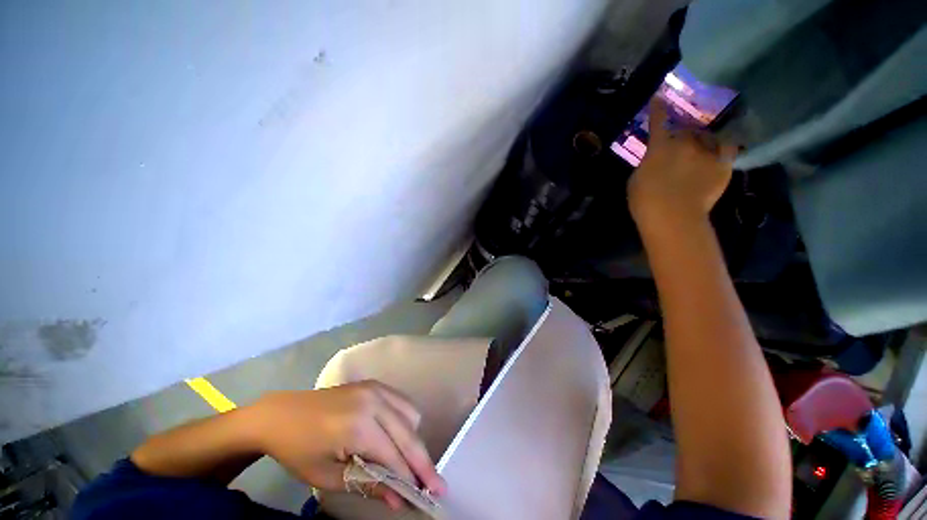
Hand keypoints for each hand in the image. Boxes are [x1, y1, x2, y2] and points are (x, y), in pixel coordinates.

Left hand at [249, 381, 445, 509]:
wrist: (282, 414)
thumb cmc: (299, 449)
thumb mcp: (327, 476)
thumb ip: (367, 484)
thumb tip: (399, 500)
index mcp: (358, 426)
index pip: (394, 455)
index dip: (410, 478)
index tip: (427, 497)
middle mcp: (374, 401)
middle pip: (408, 433)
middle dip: (423, 461)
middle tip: (436, 484)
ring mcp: (376, 388)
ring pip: (411, 413)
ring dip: (415, 439)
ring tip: (412, 462)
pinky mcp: (376, 384)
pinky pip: (402, 401)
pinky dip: (407, 420)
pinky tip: (402, 435)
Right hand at [627, 99, 736, 227]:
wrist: (672, 216)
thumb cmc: (645, 201)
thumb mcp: (636, 180)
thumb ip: (647, 164)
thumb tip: (656, 159)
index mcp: (660, 147)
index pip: (659, 122)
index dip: (658, 109)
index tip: (659, 96)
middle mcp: (685, 143)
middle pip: (687, 130)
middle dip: (684, 135)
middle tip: (681, 144)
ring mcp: (706, 152)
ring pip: (708, 137)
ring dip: (703, 141)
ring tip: (702, 148)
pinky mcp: (723, 164)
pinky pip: (728, 148)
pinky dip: (724, 147)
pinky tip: (721, 150)